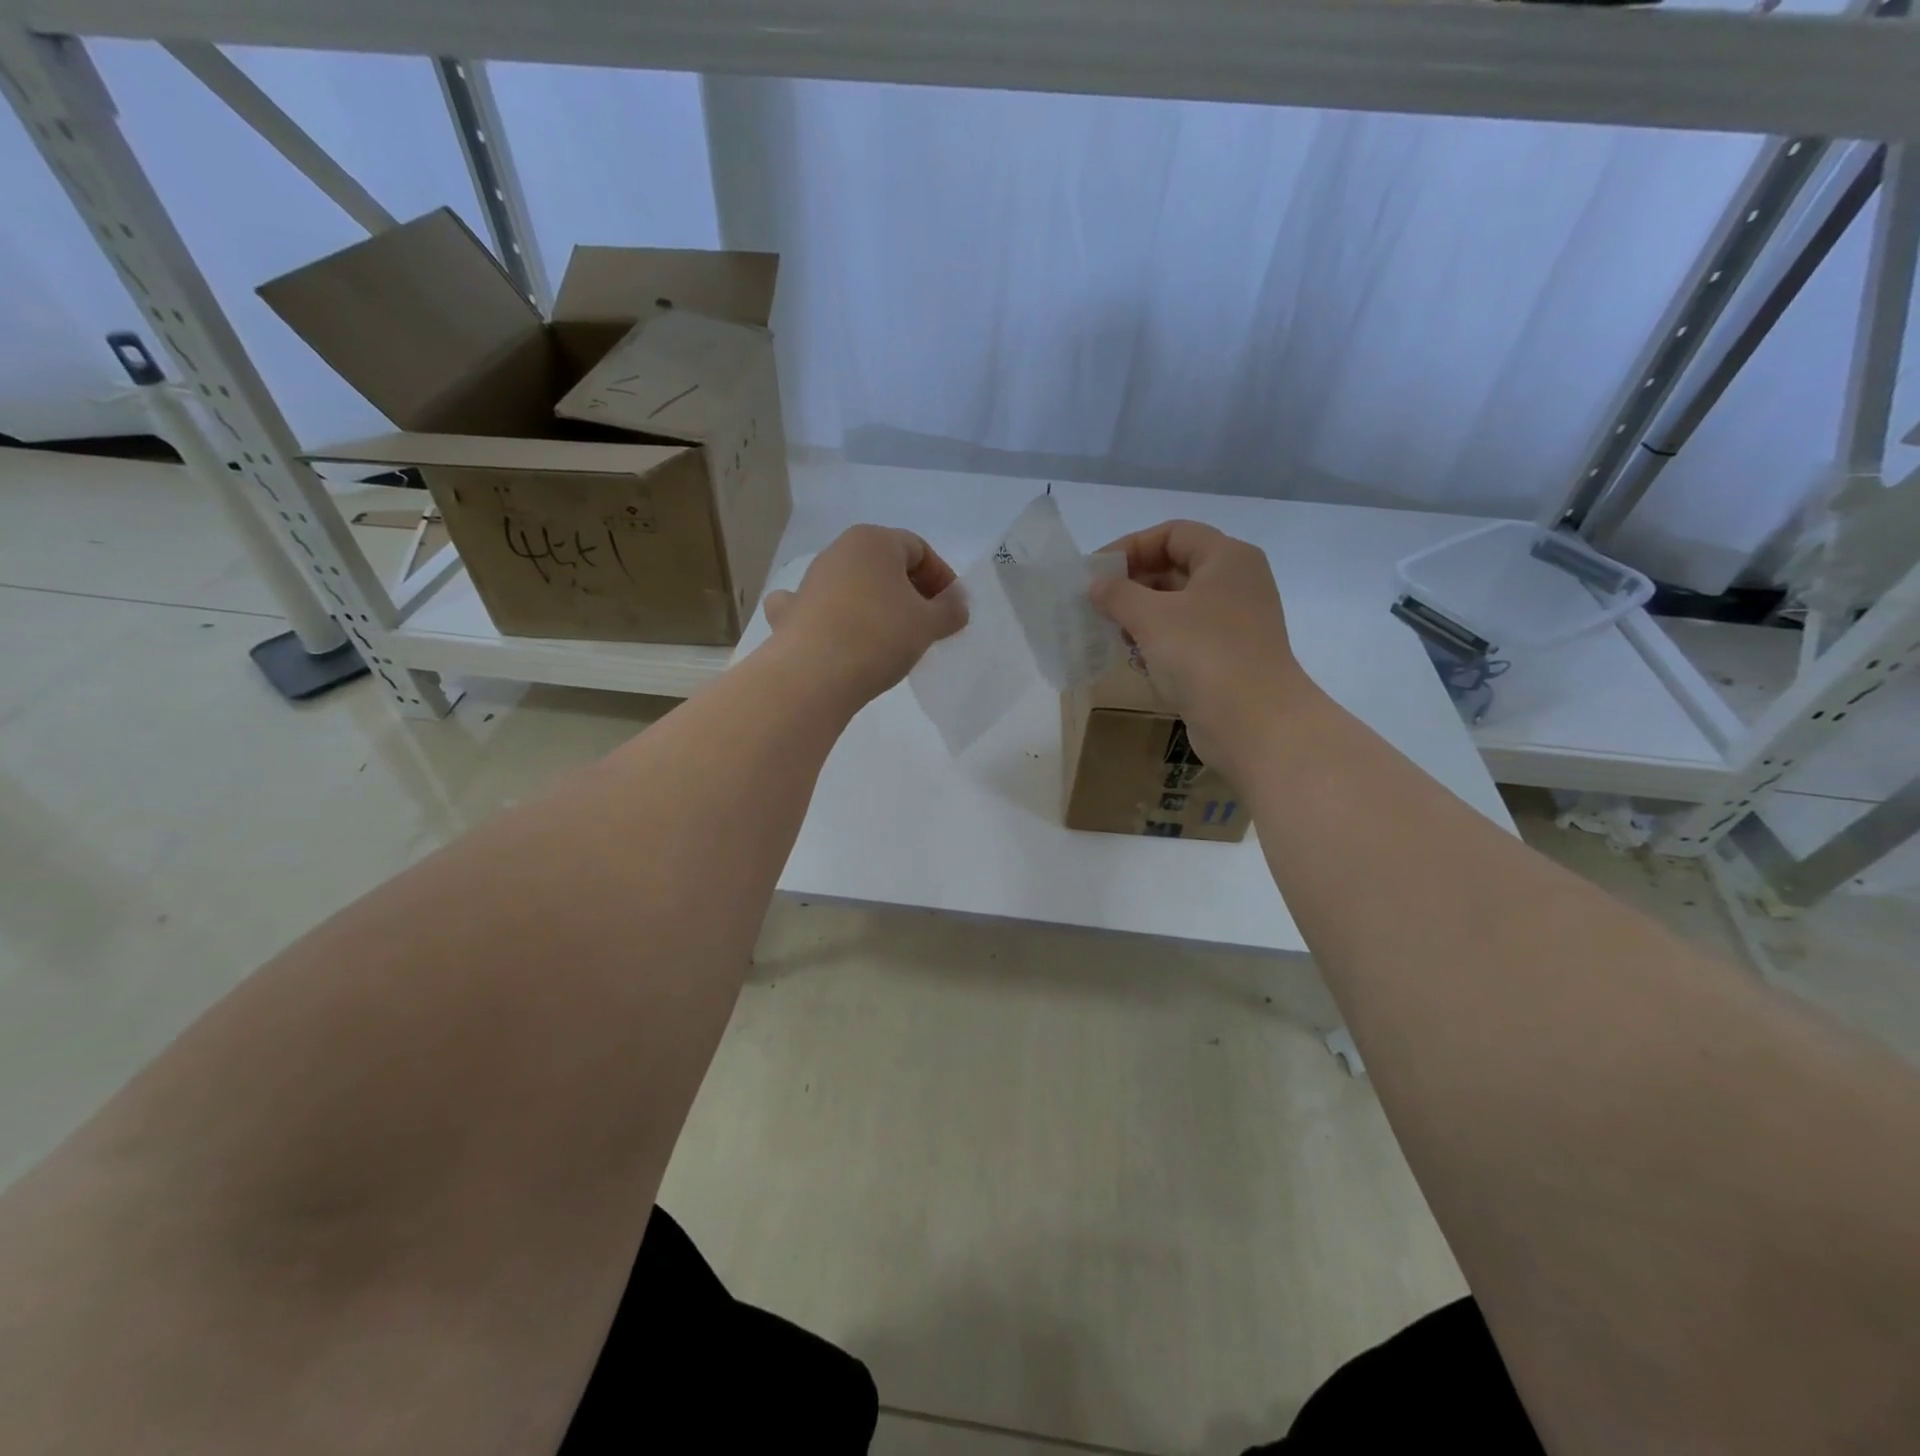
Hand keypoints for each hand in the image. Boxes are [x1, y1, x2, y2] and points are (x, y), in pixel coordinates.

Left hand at [763, 525, 967, 705]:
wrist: (812, 675)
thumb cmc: (879, 637)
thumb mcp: (928, 624)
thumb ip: (950, 609)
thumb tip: (956, 602)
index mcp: (874, 541)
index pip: (919, 549)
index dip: (942, 578)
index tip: (953, 610)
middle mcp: (838, 551)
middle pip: (885, 565)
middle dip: (910, 591)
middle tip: (928, 624)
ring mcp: (810, 581)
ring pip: (854, 586)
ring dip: (877, 605)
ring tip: (892, 639)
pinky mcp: (791, 612)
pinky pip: (821, 608)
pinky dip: (834, 618)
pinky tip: (840, 637)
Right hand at [1088, 520, 1314, 776]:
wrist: (1254, 723)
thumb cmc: (1203, 656)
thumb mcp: (1151, 617)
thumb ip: (1118, 594)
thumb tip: (1096, 585)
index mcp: (1227, 558)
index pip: (1173, 533)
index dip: (1131, 546)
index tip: (1097, 572)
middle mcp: (1237, 583)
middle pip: (1176, 567)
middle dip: (1133, 584)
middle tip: (1098, 605)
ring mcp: (1236, 621)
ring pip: (1179, 605)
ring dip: (1142, 616)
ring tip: (1113, 634)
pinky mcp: (1230, 656)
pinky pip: (1188, 637)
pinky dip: (1160, 642)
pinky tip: (1137, 660)